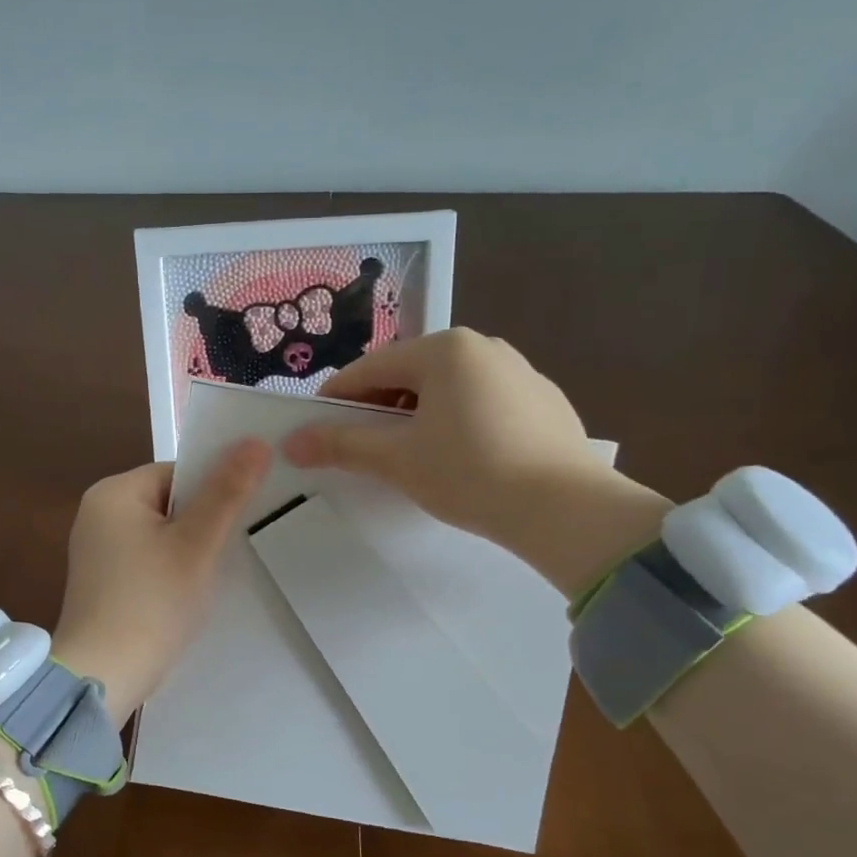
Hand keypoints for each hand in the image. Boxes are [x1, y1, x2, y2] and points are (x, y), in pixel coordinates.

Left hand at [52, 440, 269, 721]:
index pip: (179, 473)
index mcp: (114, 492)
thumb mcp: (197, 545)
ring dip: (188, 548)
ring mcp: (96, 548)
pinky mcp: (101, 579)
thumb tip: (256, 441)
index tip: (239, 522)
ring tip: (210, 576)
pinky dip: (169, 568)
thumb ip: (226, 493)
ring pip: (161, 532)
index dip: (214, 492)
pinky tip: (184, 593)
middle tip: (230, 552)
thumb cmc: (151, 604)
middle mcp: (98, 512)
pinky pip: (146, 557)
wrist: (103, 677)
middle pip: (169, 501)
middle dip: (202, 523)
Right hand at [283, 328, 669, 593]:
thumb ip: (341, 445)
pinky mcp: (543, 401)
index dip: (335, 400)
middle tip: (362, 448)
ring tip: (410, 457)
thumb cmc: (470, 473)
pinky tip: (461, 459)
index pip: (370, 370)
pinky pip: (482, 403)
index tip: (315, 429)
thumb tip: (290, 442)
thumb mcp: (397, 459)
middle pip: (409, 375)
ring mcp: (519, 371)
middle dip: (378, 409)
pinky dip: (458, 423)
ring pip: (447, 389)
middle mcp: (483, 346)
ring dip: (417, 417)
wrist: (566, 509)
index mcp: (444, 349)